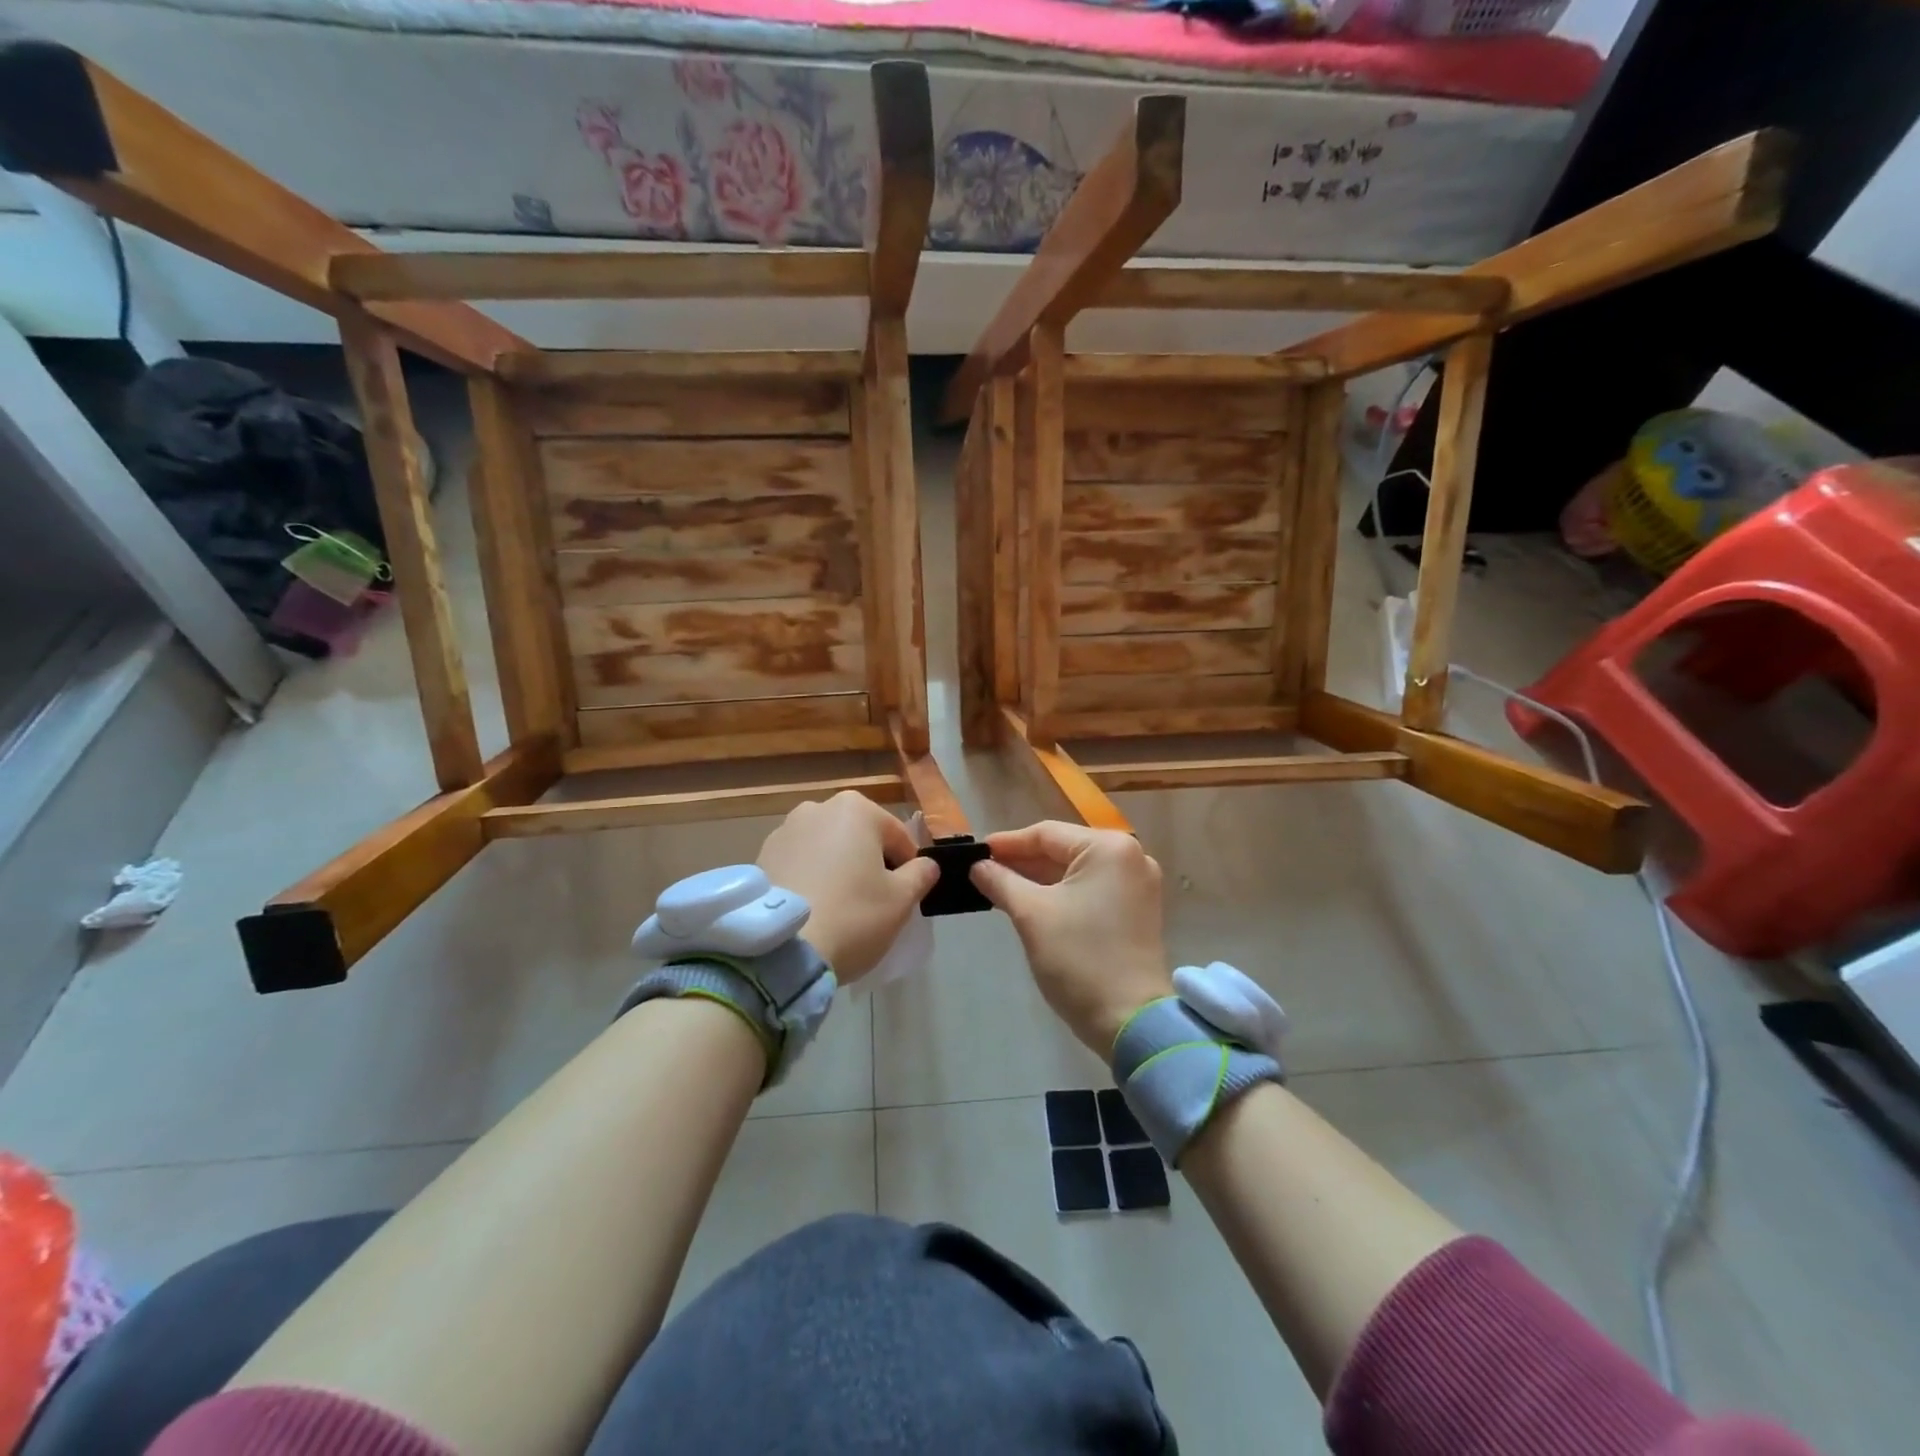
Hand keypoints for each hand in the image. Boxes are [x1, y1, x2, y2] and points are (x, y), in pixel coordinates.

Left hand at [757, 792, 939, 981]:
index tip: (905, 896)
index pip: (898, 836)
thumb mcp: (901, 900)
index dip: (907, 867)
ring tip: (839, 908)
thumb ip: (920, 875)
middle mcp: (817, 808)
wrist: (781, 950)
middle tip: (873, 903)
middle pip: (859, 837)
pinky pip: (799, 864)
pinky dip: (810, 878)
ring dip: (838, 868)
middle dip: (869, 863)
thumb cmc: (852, 916)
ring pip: (827, 849)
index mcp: (856, 809)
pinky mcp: (761, 856)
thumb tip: (927, 865)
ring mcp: (784, 830)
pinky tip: (813, 909)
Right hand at [970, 822, 1173, 1054]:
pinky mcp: (1136, 910)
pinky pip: (1090, 889)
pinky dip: (1060, 894)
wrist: (1130, 1021)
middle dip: (1022, 862)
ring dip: (1039, 878)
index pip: (1047, 834)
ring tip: (998, 887)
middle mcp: (1130, 857)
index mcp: (1109, 848)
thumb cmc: (1079, 958)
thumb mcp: (1031, 915)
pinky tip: (1029, 901)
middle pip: (1063, 849)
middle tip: (982, 872)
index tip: (975, 854)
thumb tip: (978, 865)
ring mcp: (1137, 884)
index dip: (1007, 843)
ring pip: (1075, 871)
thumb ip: (1001, 881)